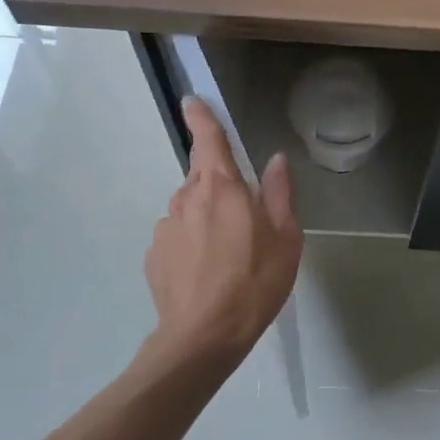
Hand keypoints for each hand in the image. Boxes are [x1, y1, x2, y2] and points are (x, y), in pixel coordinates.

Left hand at [144, 98, 302, 361]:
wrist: (203, 338)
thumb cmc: (254, 282)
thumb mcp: (286, 238)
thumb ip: (280, 193)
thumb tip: (275, 160)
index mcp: (221, 187)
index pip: (208, 139)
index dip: (201, 117)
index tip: (192, 101)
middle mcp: (186, 198)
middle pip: (202, 177)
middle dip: (220, 186)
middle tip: (245, 219)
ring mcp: (165, 227)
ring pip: (189, 209)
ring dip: (206, 218)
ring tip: (228, 255)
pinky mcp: (153, 256)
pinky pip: (177, 237)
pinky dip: (191, 244)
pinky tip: (206, 273)